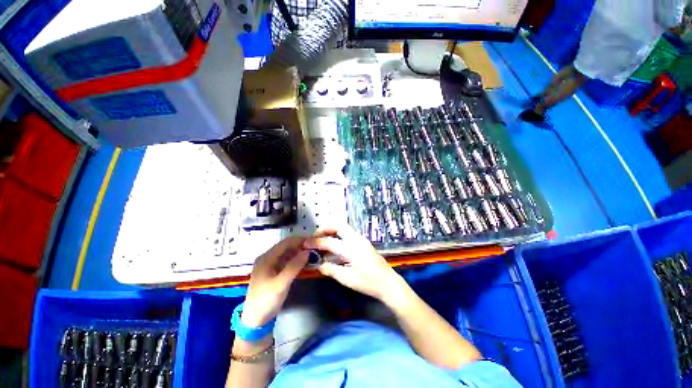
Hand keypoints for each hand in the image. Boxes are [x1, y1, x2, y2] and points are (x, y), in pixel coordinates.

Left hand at [242, 237, 308, 326]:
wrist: (255, 320)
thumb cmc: (266, 300)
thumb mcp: (281, 283)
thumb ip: (294, 266)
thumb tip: (308, 251)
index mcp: (266, 257)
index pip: (286, 242)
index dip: (300, 239)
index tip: (314, 240)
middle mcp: (268, 258)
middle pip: (287, 246)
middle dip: (301, 245)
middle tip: (316, 247)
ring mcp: (271, 265)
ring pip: (288, 253)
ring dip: (300, 252)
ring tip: (313, 252)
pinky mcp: (275, 272)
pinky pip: (288, 261)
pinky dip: (297, 259)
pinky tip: (305, 261)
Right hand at [303, 225, 405, 300]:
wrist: (388, 283)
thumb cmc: (368, 282)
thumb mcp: (347, 279)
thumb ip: (331, 269)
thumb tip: (319, 264)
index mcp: (351, 248)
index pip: (329, 242)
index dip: (316, 242)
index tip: (305, 243)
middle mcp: (356, 239)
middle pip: (339, 226)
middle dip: (325, 228)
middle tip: (316, 237)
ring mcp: (361, 240)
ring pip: (344, 229)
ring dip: (332, 232)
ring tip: (322, 241)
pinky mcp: (363, 243)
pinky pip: (348, 235)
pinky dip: (339, 237)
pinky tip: (334, 248)